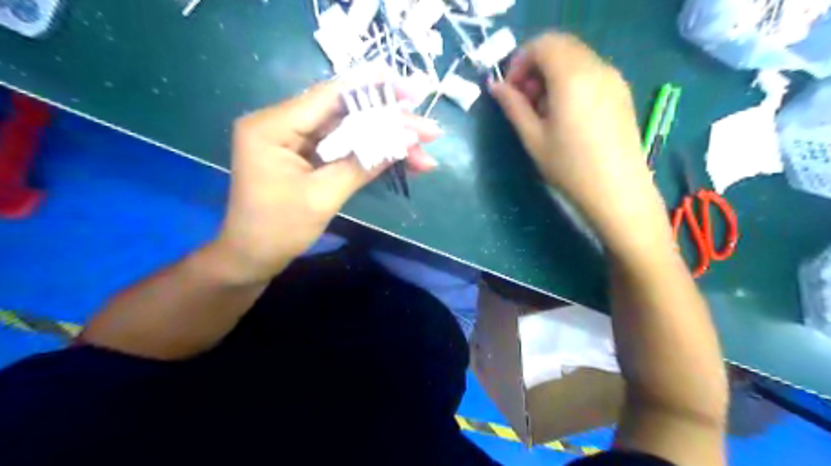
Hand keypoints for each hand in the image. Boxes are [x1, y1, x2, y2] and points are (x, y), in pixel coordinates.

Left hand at [214, 79, 440, 282]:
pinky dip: (371, 155)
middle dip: (389, 124)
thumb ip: (362, 164)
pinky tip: (401, 160)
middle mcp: (282, 123)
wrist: (252, 258)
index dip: (374, 92)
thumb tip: (404, 140)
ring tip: (423, 154)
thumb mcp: (323, 196)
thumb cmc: (279, 230)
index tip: (411, 94)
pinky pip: (343, 148)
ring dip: (386, 142)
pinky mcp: (305, 155)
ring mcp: (294, 140)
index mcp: (273, 126)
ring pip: (349, 132)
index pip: (330, 96)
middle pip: (345, 114)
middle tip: (429, 131)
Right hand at [488, 33, 670, 253]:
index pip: (542, 45)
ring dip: (551, 73)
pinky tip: (564, 113)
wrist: (618, 192)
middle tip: (523, 100)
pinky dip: (570, 81)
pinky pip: (589, 71)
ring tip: (542, 110)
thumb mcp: (533, 139)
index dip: (519, 62)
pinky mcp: (621, 92)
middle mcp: (597, 68)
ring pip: (575, 58)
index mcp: (572, 77)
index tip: (510, 90)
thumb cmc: (570, 168)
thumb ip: (513, 106)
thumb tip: (495, 86)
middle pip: (560, 46)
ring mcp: (613, 78)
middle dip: (534, 66)